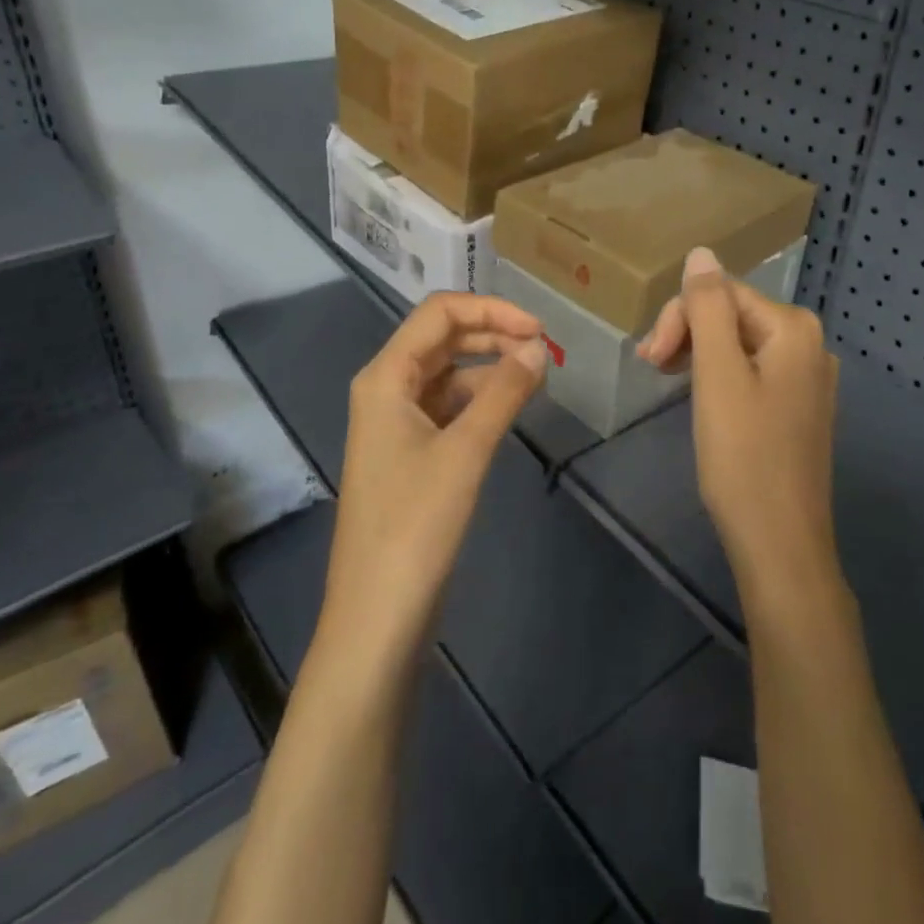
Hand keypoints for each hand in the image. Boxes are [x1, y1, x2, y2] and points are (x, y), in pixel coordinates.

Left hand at [318, 294, 547, 672]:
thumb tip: (539, 348)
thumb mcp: (465, 451)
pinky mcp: (410, 452)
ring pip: (449, 373)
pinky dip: (482, 399)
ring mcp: (397, 422)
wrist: (377, 614)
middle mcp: (386, 389)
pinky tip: (512, 407)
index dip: (491, 310)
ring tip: (537, 376)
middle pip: (443, 338)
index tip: (540, 330)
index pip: (439, 313)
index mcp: (386, 377)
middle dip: (493, 334)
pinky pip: (449, 407)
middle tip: (545, 351)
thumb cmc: (415, 525)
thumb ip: (504, 392)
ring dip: (490, 366)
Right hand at [638, 248, 842, 609]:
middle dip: (688, 333)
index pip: (722, 292)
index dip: (678, 317)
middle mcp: (810, 343)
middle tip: (651, 368)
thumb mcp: (717, 376)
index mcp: (794, 328)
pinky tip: (700, 396)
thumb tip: (701, 252)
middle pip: (733, 314)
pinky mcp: (799, 406)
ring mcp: (809, 377)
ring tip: (665, 379)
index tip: (649, 359)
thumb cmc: (743, 457)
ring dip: (698, 353)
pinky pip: (753, 370)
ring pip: (739, 343)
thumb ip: (708, 308)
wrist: (780, 543)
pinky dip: (719, 376)